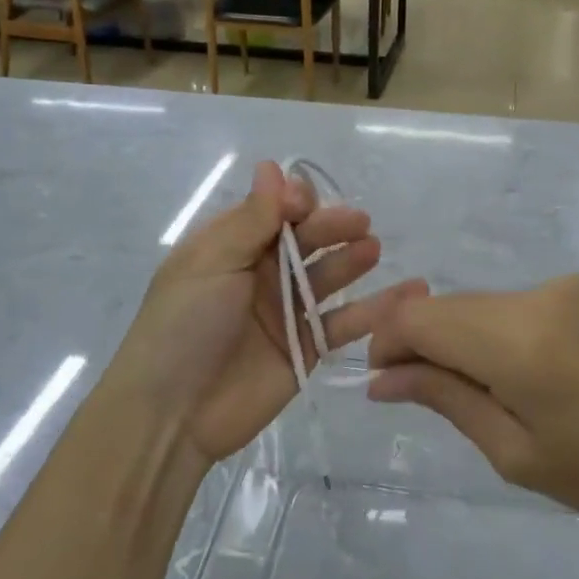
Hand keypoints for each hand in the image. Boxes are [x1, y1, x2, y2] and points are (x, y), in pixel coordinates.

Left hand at [108, 161, 414, 467]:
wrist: (173, 413)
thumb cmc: (185, 325)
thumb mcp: (212, 263)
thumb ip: (251, 219)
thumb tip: (272, 166)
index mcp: (231, 247)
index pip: (273, 211)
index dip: (294, 203)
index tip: (308, 204)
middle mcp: (261, 274)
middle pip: (306, 241)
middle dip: (330, 227)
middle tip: (359, 224)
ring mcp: (286, 312)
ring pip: (327, 277)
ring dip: (351, 260)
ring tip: (372, 249)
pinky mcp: (306, 349)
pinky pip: (343, 324)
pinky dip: (374, 311)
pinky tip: (405, 295)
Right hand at [367, 273, 578, 542]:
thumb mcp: (515, 453)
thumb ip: (444, 399)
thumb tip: (380, 378)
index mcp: (520, 344)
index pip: (421, 318)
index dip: (389, 341)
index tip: (384, 379)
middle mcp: (539, 297)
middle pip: (449, 306)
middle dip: (423, 342)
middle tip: (426, 390)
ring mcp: (565, 285)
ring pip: (481, 304)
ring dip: (463, 337)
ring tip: (489, 389)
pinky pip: (517, 302)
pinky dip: (499, 329)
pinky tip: (527, 370)